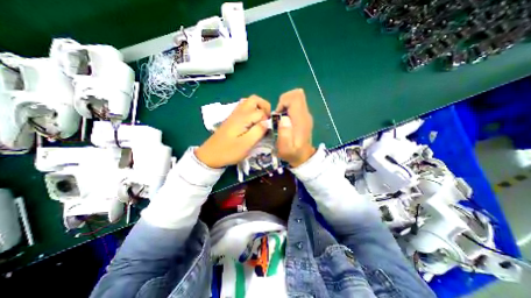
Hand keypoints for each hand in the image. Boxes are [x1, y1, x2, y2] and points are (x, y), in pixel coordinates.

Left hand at [195, 95, 269, 168]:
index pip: (261, 112)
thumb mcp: (246, 144)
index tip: (268, 130)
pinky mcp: (232, 119)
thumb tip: (267, 122)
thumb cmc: (229, 151)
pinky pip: (244, 108)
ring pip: (249, 102)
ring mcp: (234, 114)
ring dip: (258, 108)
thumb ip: (258, 132)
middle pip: (254, 99)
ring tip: (261, 121)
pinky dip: (252, 111)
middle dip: (265, 107)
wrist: (210, 155)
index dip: (268, 119)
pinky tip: (252, 123)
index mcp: (243, 118)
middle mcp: (238, 112)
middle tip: (267, 120)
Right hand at [273, 89, 313, 166]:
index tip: (278, 114)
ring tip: (281, 119)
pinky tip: (285, 121)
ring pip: (296, 99)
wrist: (304, 157)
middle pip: (297, 94)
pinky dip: (288, 108)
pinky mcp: (304, 117)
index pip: (296, 97)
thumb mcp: (285, 149)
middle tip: (279, 115)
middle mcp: (305, 114)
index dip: (283, 101)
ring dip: (285, 105)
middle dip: (284, 101)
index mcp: (301, 120)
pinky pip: (296, 105)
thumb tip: (284, 118)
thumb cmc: (293, 154)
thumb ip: (284, 134)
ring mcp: (306, 115)